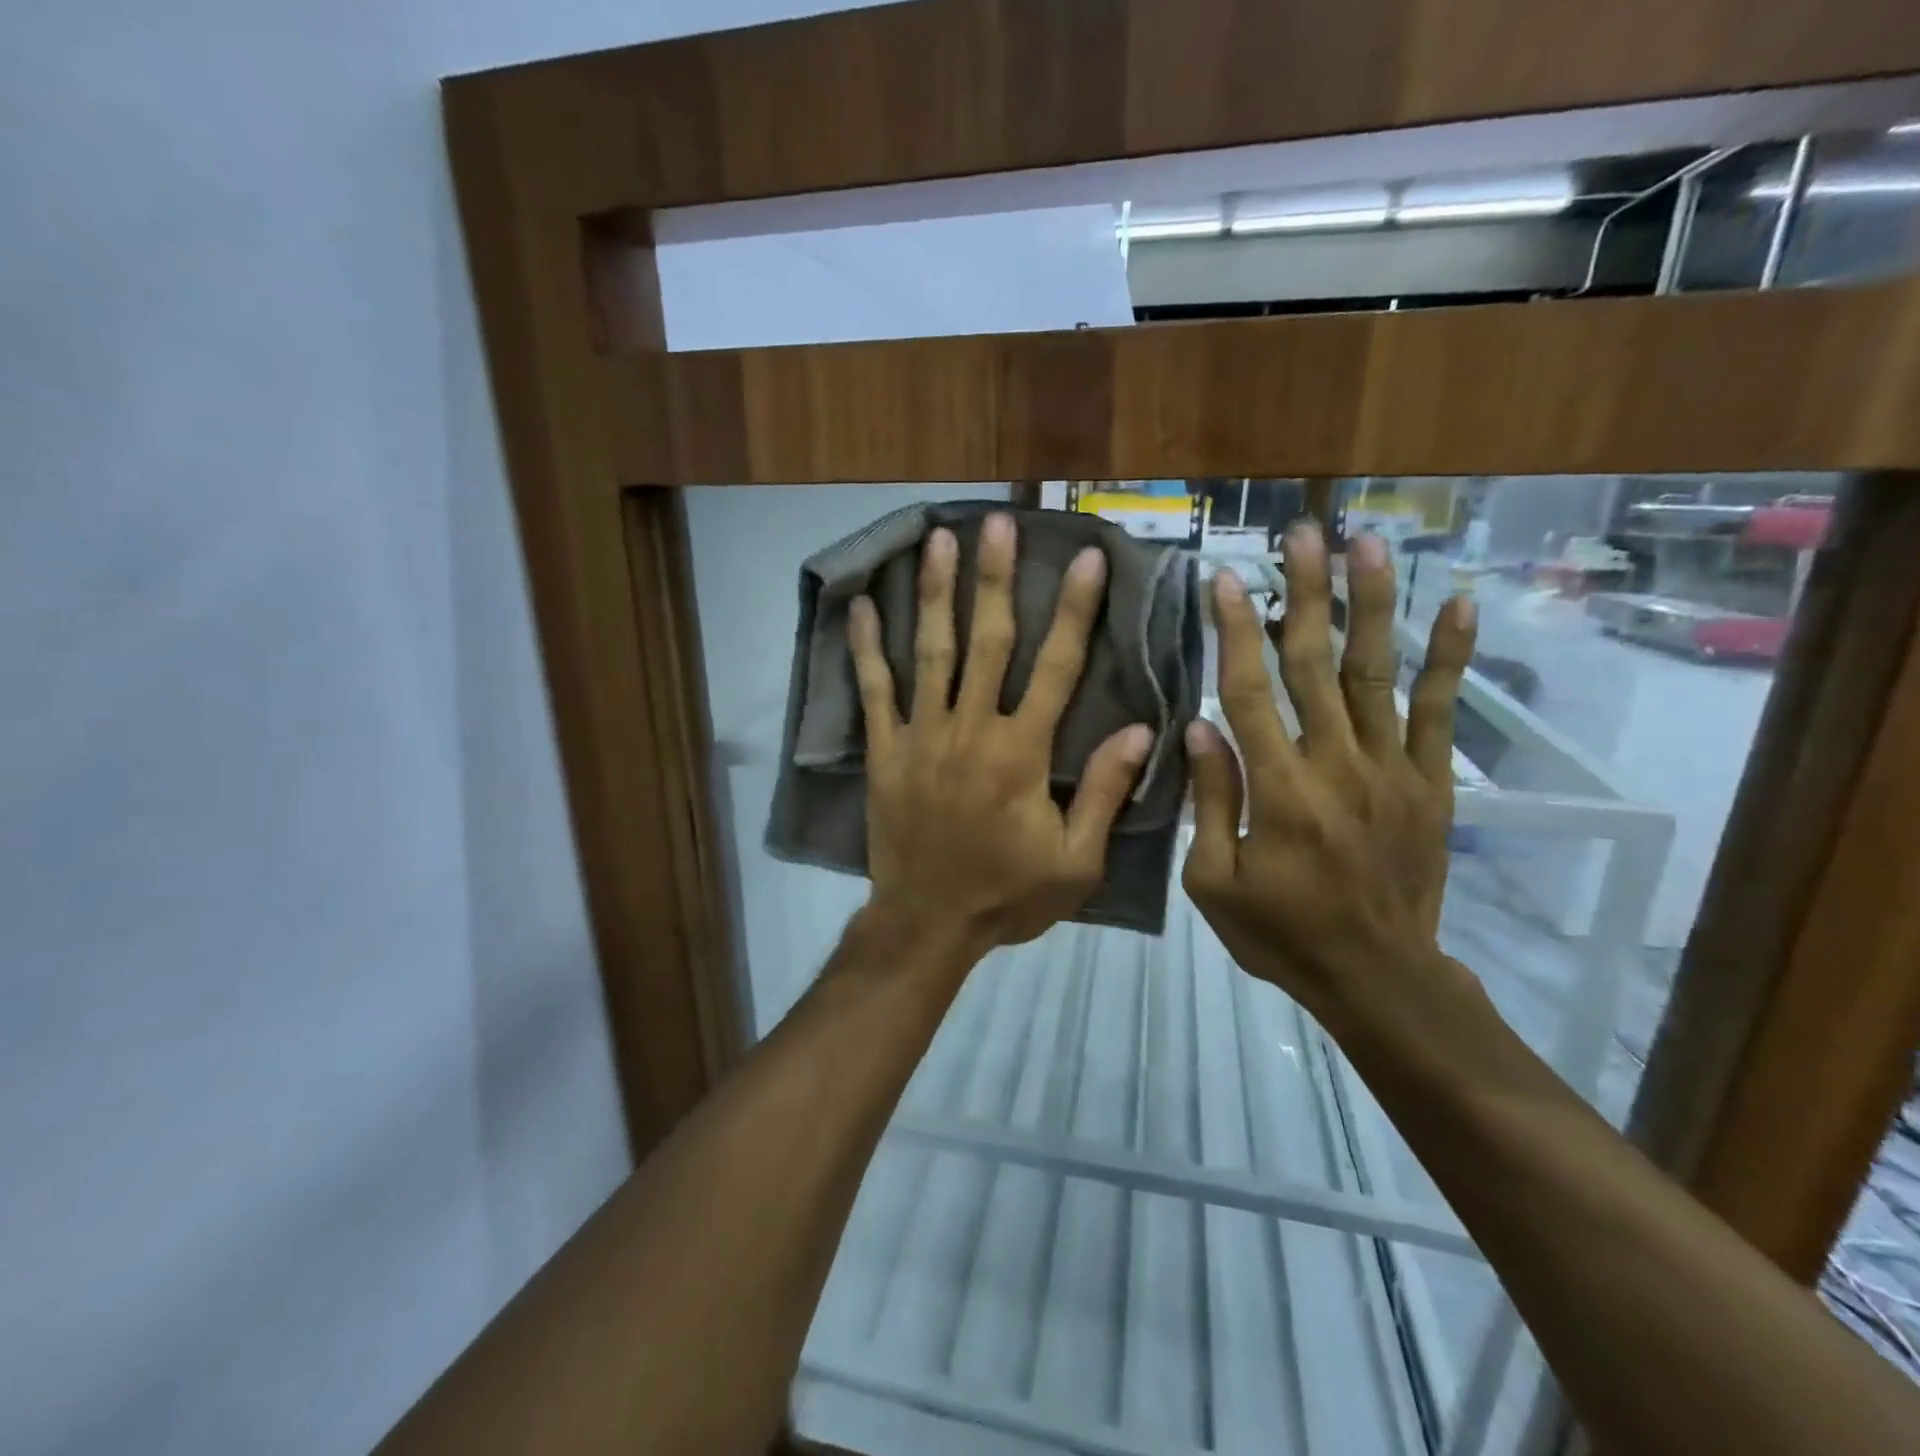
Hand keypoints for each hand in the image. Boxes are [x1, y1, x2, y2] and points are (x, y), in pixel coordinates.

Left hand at [849, 513, 1153, 952]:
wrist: (926, 924)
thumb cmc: (1007, 895)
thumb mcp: (1075, 861)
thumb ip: (1105, 793)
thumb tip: (1141, 729)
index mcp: (1021, 753)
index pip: (1056, 667)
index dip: (1074, 610)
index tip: (1085, 558)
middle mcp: (970, 730)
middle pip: (987, 641)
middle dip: (995, 579)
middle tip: (997, 523)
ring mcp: (921, 737)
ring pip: (930, 653)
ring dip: (936, 593)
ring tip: (938, 540)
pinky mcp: (884, 752)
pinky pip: (873, 691)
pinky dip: (866, 648)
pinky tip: (862, 606)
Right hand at [1182, 522, 1477, 1021]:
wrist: (1378, 977)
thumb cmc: (1281, 933)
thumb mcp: (1214, 882)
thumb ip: (1211, 800)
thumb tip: (1199, 726)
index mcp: (1279, 791)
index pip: (1250, 692)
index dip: (1234, 631)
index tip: (1223, 578)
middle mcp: (1337, 765)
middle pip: (1314, 664)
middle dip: (1305, 593)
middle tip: (1301, 533)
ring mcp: (1391, 769)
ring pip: (1376, 673)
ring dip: (1372, 603)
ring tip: (1367, 544)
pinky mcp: (1430, 783)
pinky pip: (1441, 712)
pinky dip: (1452, 658)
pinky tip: (1459, 606)